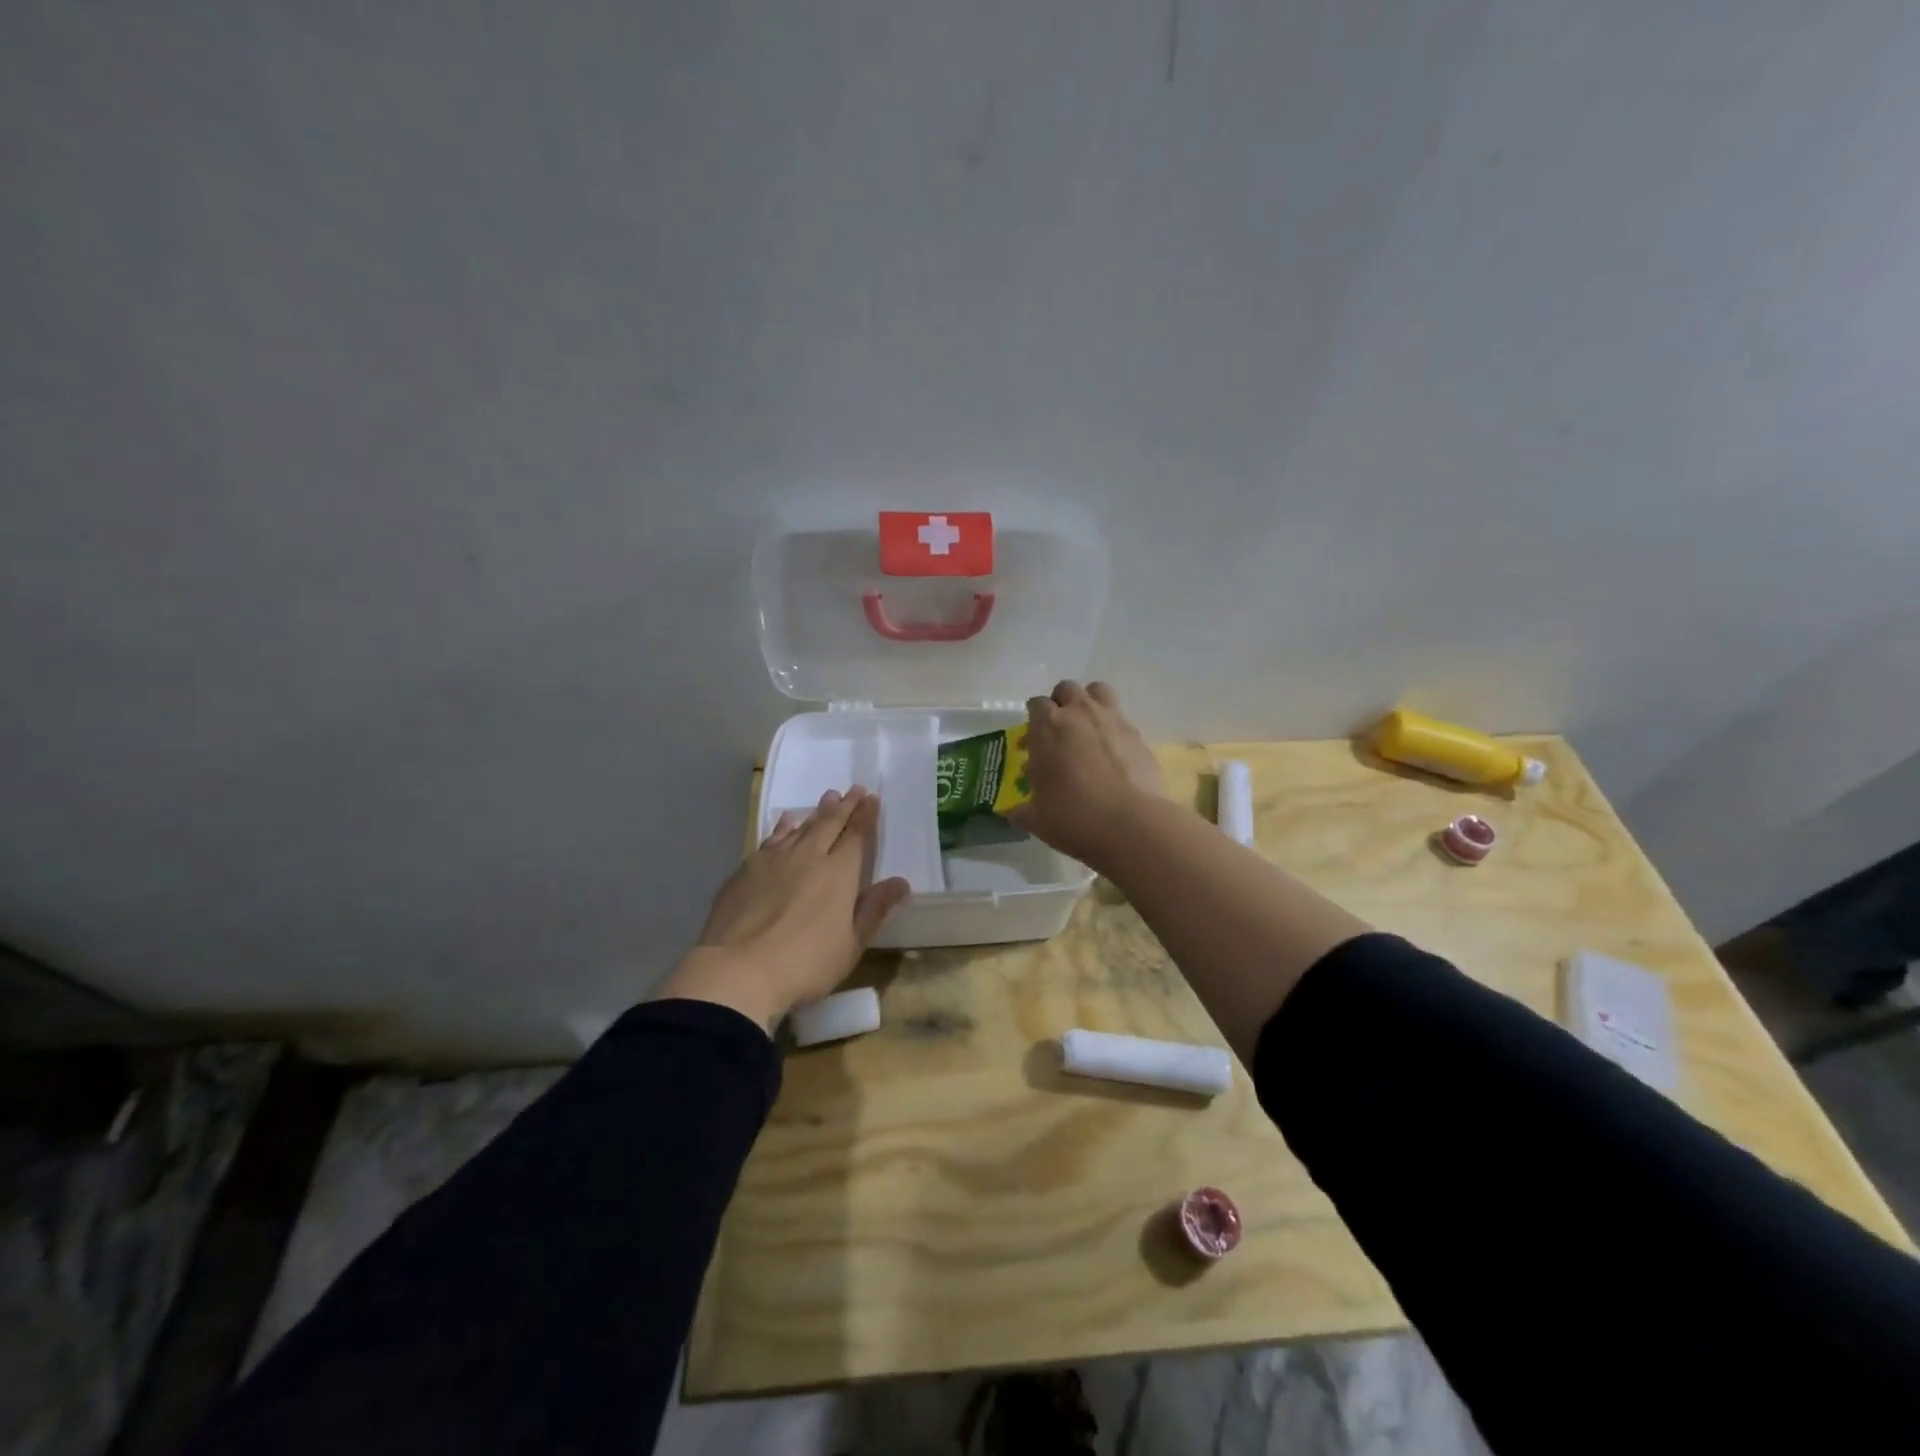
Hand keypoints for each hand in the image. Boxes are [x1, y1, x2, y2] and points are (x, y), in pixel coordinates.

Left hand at [654, 787, 909, 1033]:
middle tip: (853, 789)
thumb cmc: (804, 963)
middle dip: (844, 806)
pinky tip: (785, 823)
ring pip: (800, 828)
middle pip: (829, 824)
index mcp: (838, 873)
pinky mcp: (745, 871)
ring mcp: (773, 861)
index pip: (856, 836)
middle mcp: (807, 857)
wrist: (737, 971)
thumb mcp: (850, 944)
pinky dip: (783, 828)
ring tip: (826, 798)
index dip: (866, 816)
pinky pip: (771, 839)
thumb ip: (874, 909)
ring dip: (815, 812)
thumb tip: (901, 882)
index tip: (871, 797)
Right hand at [1004, 680, 1167, 870]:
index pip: (1036, 704)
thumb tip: (1012, 812)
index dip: (1034, 718)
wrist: (1130, 825)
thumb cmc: (1073, 817)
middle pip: (1067, 689)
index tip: (1033, 738)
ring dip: (1090, 703)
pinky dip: (1114, 729)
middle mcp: (1079, 714)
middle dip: (1061, 703)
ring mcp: (1112, 720)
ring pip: (1098, 691)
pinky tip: (1114, 754)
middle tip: (1060, 730)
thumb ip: (1022, 810)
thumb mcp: (1037, 819)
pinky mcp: (1138, 735)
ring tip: (1089, 729)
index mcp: (1047, 727)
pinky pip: (1122, 718)